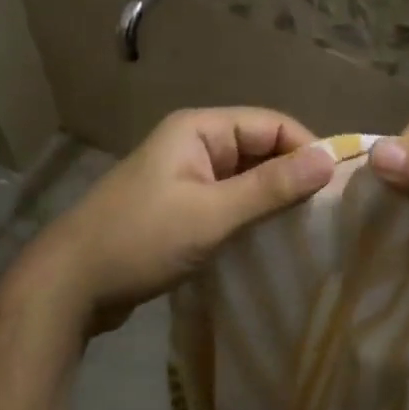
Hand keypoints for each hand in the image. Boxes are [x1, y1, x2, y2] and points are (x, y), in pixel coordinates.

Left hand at [27, 108, 335, 331]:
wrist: (71, 284)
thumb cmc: (141, 240)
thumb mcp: (211, 214)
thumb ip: (270, 187)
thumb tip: (329, 160)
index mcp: (199, 130)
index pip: (272, 124)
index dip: (307, 150)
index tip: (338, 189)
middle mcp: (194, 145)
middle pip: (260, 149)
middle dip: (293, 176)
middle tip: (329, 214)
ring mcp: (185, 177)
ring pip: (245, 178)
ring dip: (273, 200)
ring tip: (309, 230)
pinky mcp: (181, 208)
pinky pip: (228, 202)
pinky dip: (250, 216)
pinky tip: (273, 241)